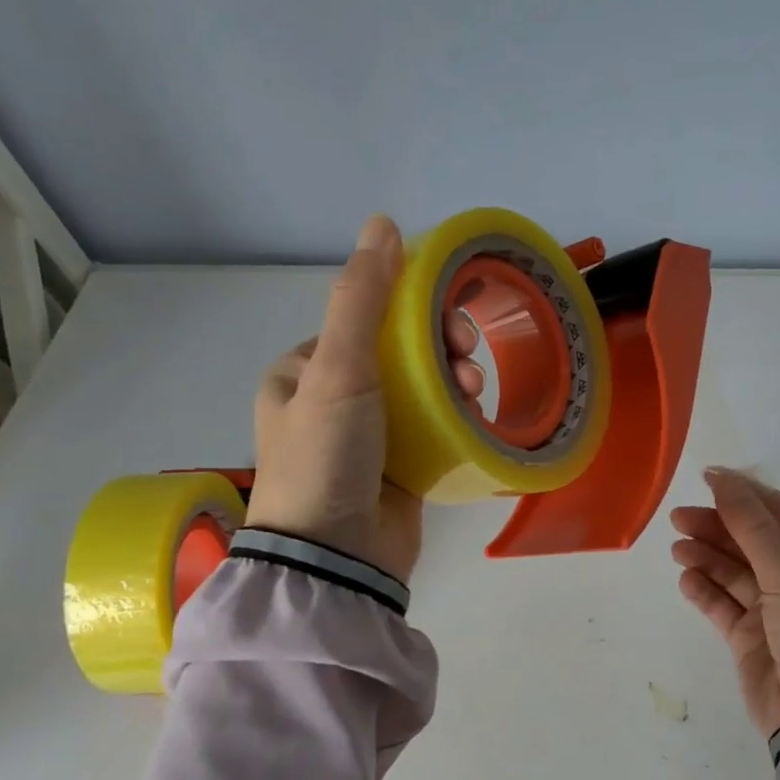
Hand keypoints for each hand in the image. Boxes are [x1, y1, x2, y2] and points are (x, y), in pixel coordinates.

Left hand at [245, 215, 482, 582]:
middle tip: (467, 358)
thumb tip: (383, 223)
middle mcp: (332, 400)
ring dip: (453, 381)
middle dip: (439, 348)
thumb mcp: (338, 368)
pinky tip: (476, 416)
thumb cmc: (327, 454)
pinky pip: (433, 428)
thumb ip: (362, 298)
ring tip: (474, 392)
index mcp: (304, 371)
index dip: (411, 311)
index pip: (366, 321)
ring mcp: (367, 438)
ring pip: (421, 390)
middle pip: (398, 354)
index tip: (447, 321)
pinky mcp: (398, 469)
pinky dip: (456, 417)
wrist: (336, 556)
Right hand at [670, 469, 779, 736]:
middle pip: (754, 542)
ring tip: (677, 547)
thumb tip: (723, 479)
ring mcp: (775, 612)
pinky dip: (704, 590)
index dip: (747, 495)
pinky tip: (686, 579)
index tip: (709, 481)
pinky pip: (723, 605)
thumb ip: (752, 526)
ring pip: (734, 572)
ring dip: (706, 556)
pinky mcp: (750, 638)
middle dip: (718, 527)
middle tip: (679, 518)